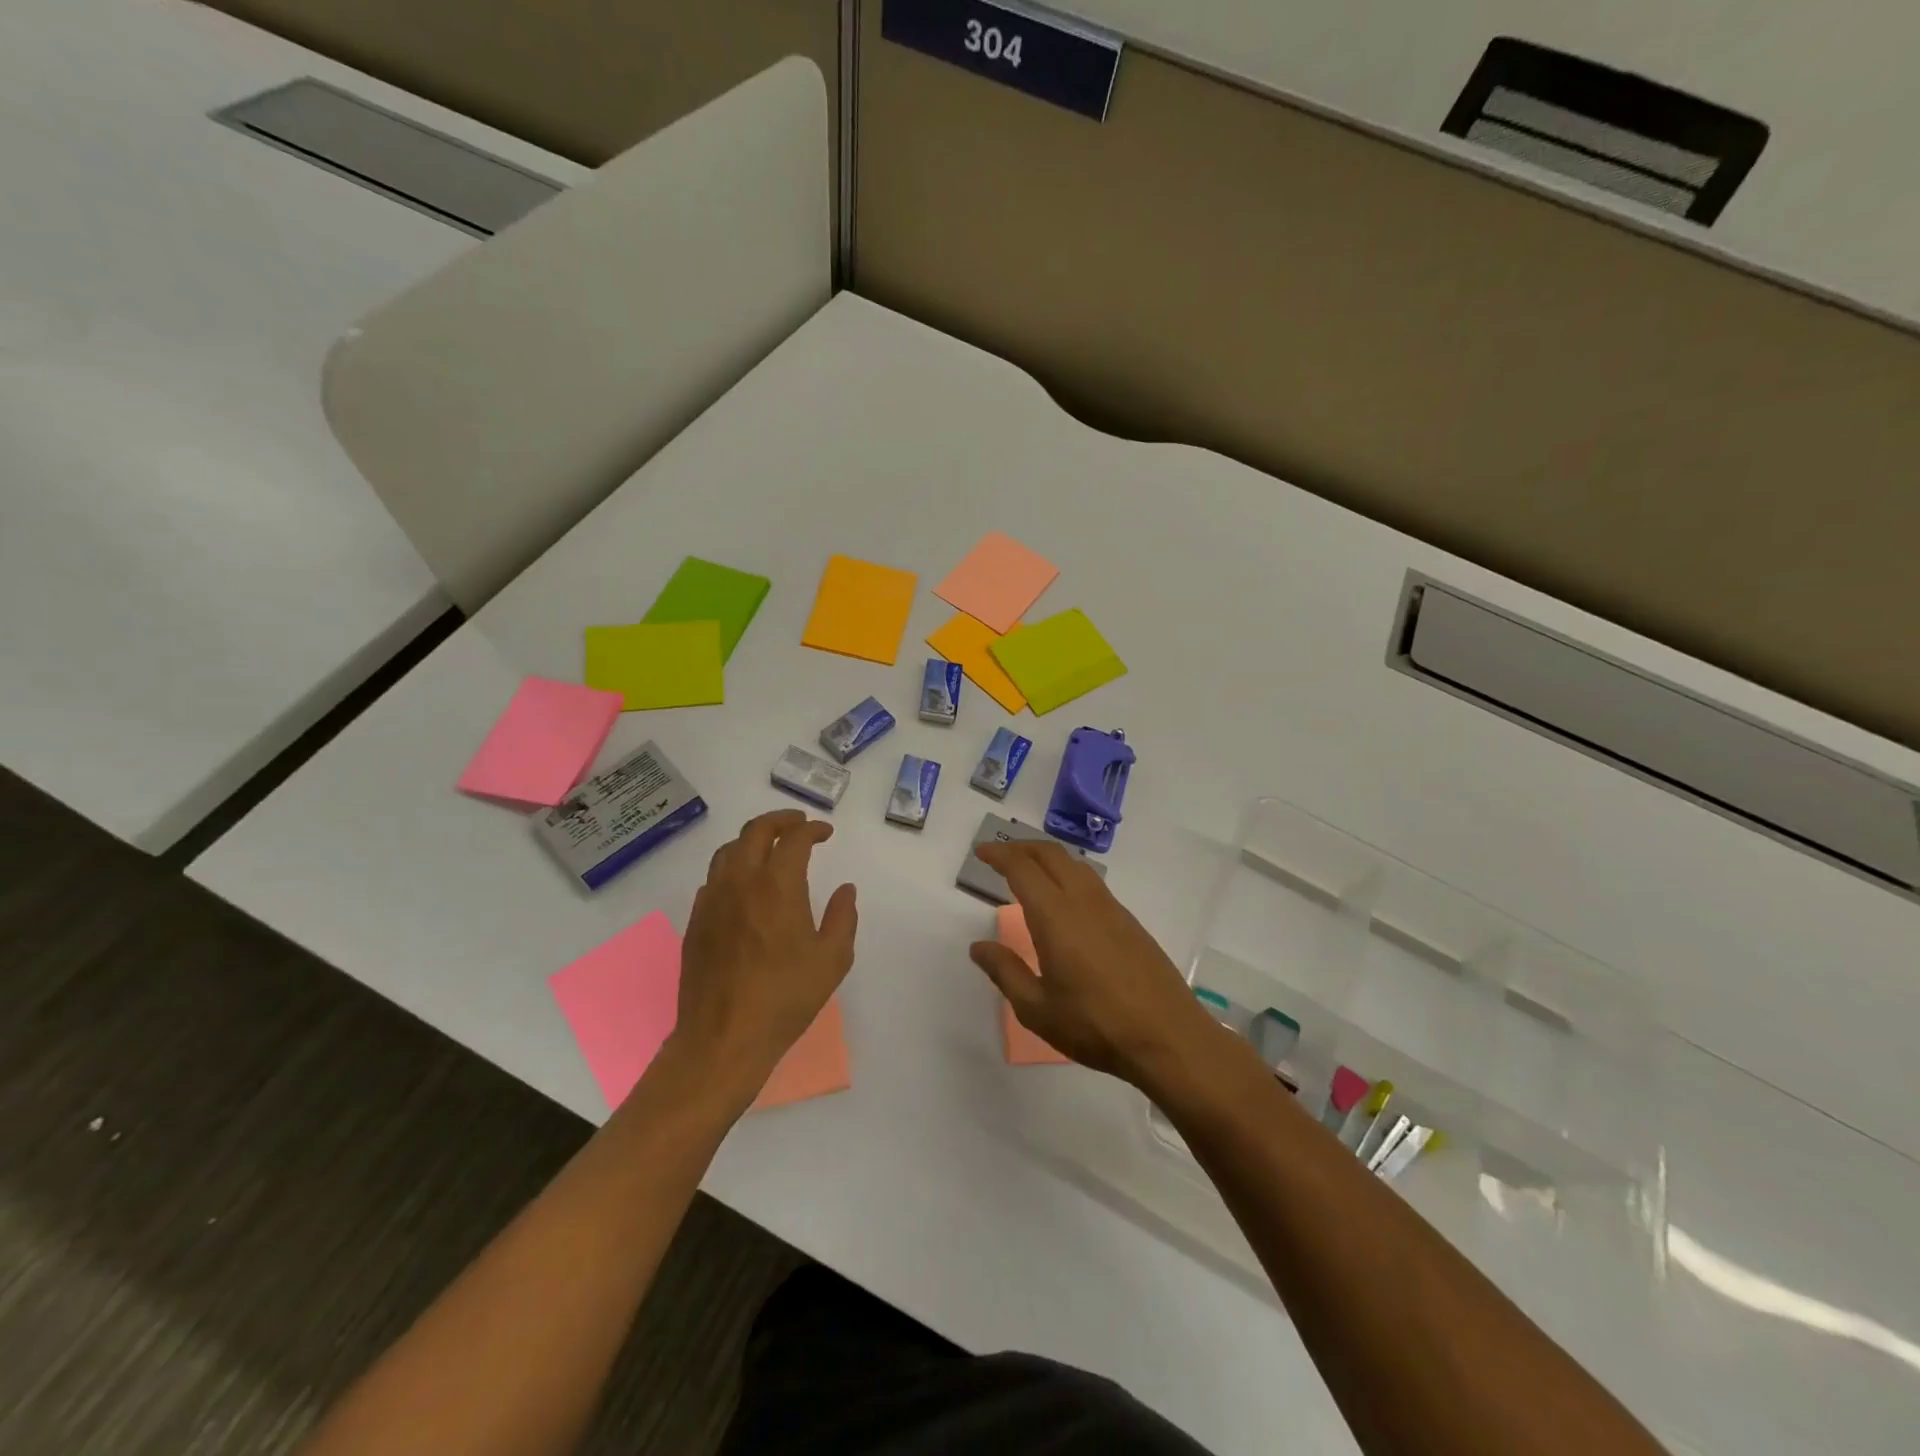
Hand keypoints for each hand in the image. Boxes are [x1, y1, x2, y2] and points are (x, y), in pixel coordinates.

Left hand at [666, 810, 857, 1106]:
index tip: (825, 832)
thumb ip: (842, 918)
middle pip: (754, 831)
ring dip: (752, 840)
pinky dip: (733, 868)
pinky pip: (713, 879)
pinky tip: (744, 887)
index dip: (812, 829)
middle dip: (779, 820)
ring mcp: (712, 900)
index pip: (794, 839)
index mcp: (777, 886)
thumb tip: (845, 890)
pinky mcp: (695, 922)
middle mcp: (740, 882)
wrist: (723, 1038)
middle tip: (798, 824)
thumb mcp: (832, 960)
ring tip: (770, 849)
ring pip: (728, 851)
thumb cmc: (785, 998)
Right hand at [968, 842, 1221, 1087]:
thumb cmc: (1096, 1025)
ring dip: (1048, 858)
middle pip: (1051, 854)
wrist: (1168, 1037)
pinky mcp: (1130, 922)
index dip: (1000, 855)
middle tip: (999, 856)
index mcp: (1056, 916)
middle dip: (1022, 847)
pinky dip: (1068, 875)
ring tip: (1029, 871)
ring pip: (1075, 865)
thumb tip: (979, 947)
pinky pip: (1092, 882)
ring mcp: (1112, 909)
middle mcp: (1084, 901)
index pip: (1023, 869)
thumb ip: (1005, 972)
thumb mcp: (1038, 1009)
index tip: (981, 853)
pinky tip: (1064, 901)